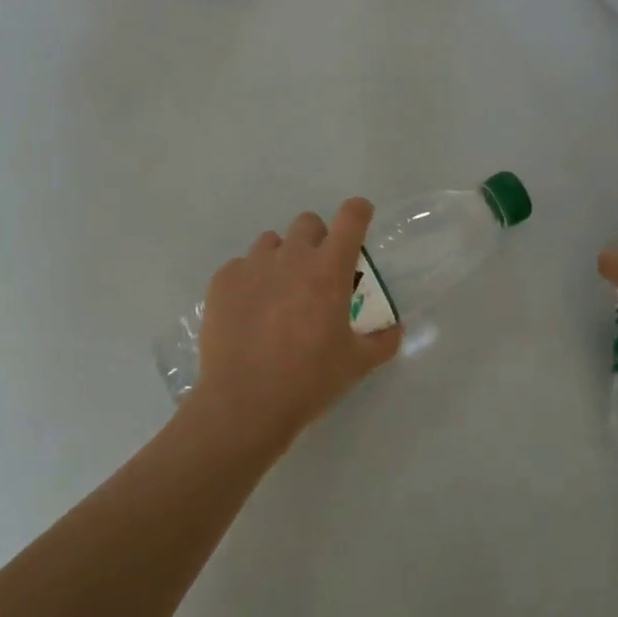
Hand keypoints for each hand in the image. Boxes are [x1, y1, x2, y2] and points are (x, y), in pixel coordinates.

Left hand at [186, 198, 404, 450]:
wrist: (244, 404)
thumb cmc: (309, 382)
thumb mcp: (357, 365)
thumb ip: (383, 340)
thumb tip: (395, 328)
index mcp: (329, 271)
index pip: (351, 217)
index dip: (359, 212)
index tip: (360, 220)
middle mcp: (291, 257)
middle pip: (308, 223)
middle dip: (318, 239)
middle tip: (318, 274)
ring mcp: (252, 266)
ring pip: (272, 243)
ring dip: (283, 258)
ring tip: (280, 294)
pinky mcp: (222, 282)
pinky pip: (241, 266)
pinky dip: (251, 281)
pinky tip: (250, 313)